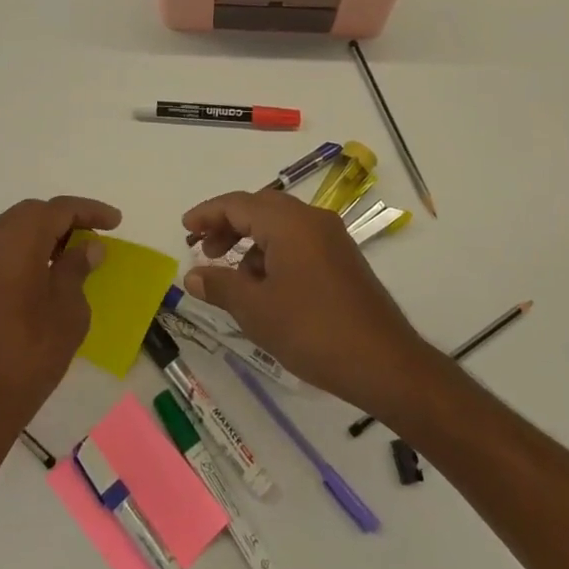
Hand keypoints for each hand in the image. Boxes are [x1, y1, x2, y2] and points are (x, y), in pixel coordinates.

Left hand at [0, 195, 119, 441]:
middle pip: (32, 213)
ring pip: (13, 229)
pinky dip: (26, 249)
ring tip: (75, 253)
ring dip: (44, 233)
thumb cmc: (29, 357)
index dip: (89, 211)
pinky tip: (46, 271)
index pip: (57, 210)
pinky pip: (1, 249)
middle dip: (65, 218)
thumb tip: (88, 246)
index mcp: (15, 244)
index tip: (116, 222)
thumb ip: (76, 269)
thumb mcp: (68, 311)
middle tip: (95, 236)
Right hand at [182, 190, 431, 415]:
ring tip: (231, 275)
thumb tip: (193, 274)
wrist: (385, 363)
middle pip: (259, 208)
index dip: (208, 214)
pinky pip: (298, 242)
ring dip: (250, 242)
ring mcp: (332, 238)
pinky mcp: (342, 259)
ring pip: (280, 226)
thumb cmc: (313, 331)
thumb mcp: (256, 310)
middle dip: (227, 226)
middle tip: (202, 250)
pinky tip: (264, 287)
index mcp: (289, 223)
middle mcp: (312, 220)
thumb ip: (220, 286)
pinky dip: (273, 253)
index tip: (184, 228)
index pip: (238, 204)